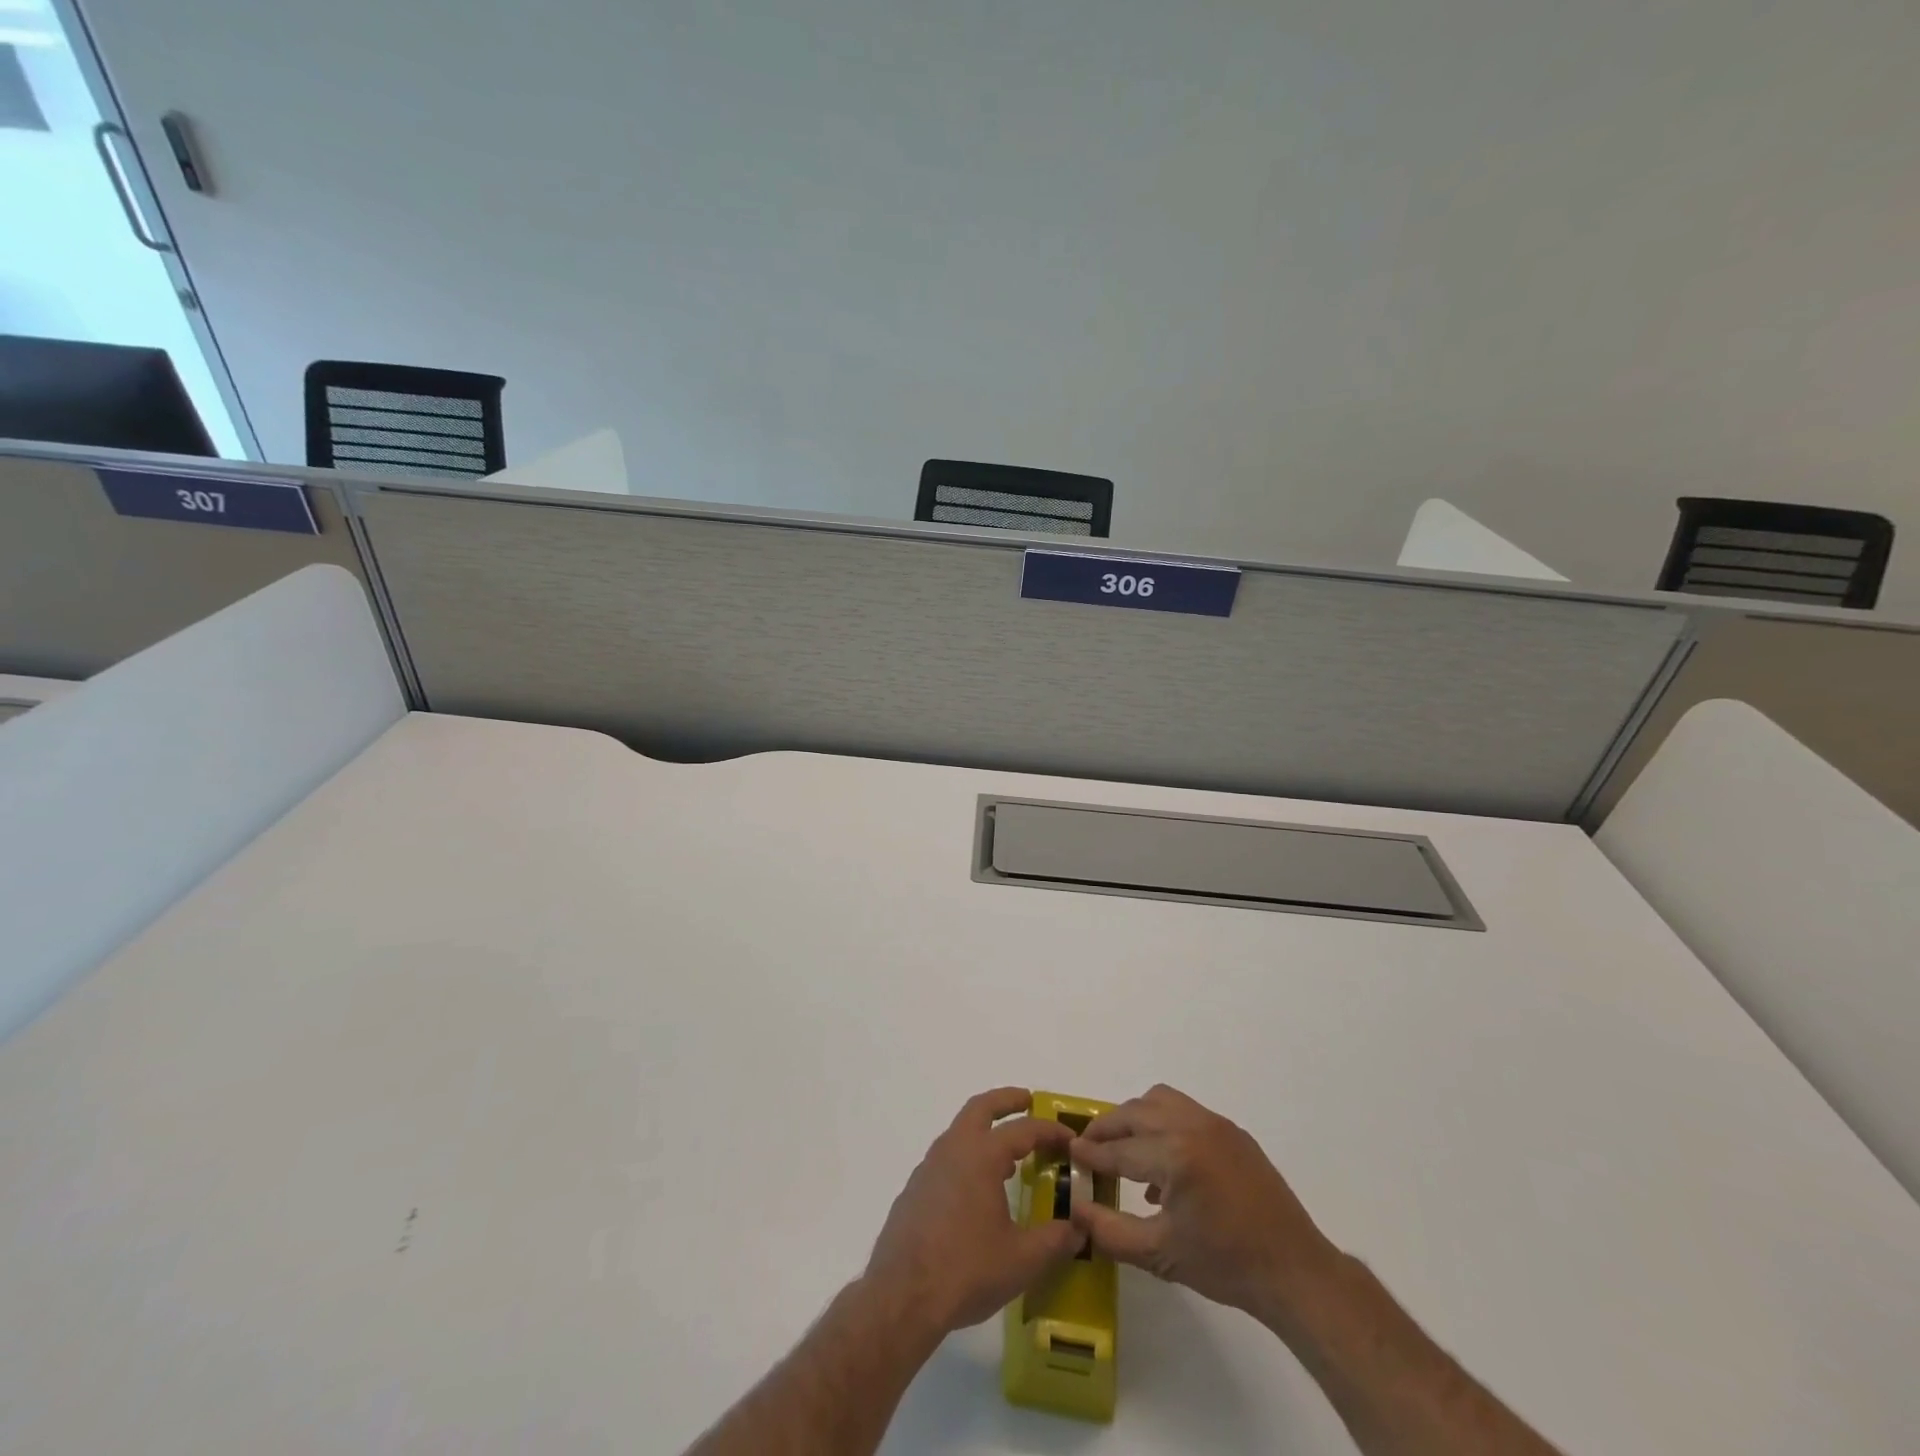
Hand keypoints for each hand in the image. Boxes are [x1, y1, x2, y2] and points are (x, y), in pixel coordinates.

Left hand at [862, 1087, 1084, 1339]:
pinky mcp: (915, 1189)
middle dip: (1007, 1100)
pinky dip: (968, 1157)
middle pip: (981, 1108)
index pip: (1023, 1130)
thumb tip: (1081, 1228)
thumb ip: (1056, 1240)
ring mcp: (929, 1167)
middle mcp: (953, 1149)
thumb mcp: (1023, 1259)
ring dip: (985, 1131)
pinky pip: (947, 1158)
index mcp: (981, 1155)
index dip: (1050, 1131)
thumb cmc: (967, 1269)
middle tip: (1028, 1101)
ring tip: (1010, 1156)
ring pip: (960, 1131)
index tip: (1070, 1138)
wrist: (902, 1296)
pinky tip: (978, 1191)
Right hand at [1069, 1084, 1337, 1323]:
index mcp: (1175, 1155)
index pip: (1120, 1149)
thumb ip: (1110, 1231)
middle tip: (1089, 1146)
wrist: (1293, 1271)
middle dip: (1108, 1127)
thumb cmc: (1225, 1265)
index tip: (1070, 1153)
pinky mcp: (1232, 1130)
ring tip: (1124, 1146)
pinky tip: (1163, 1164)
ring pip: (1159, 1100)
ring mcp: (1215, 1124)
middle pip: (1135, 1113)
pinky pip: (1185, 1112)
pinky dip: (1163, 1123)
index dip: (1092, 1153)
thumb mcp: (1160, 1254)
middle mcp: (1192, 1126)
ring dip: (1136, 1117)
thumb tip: (1076, 1208)